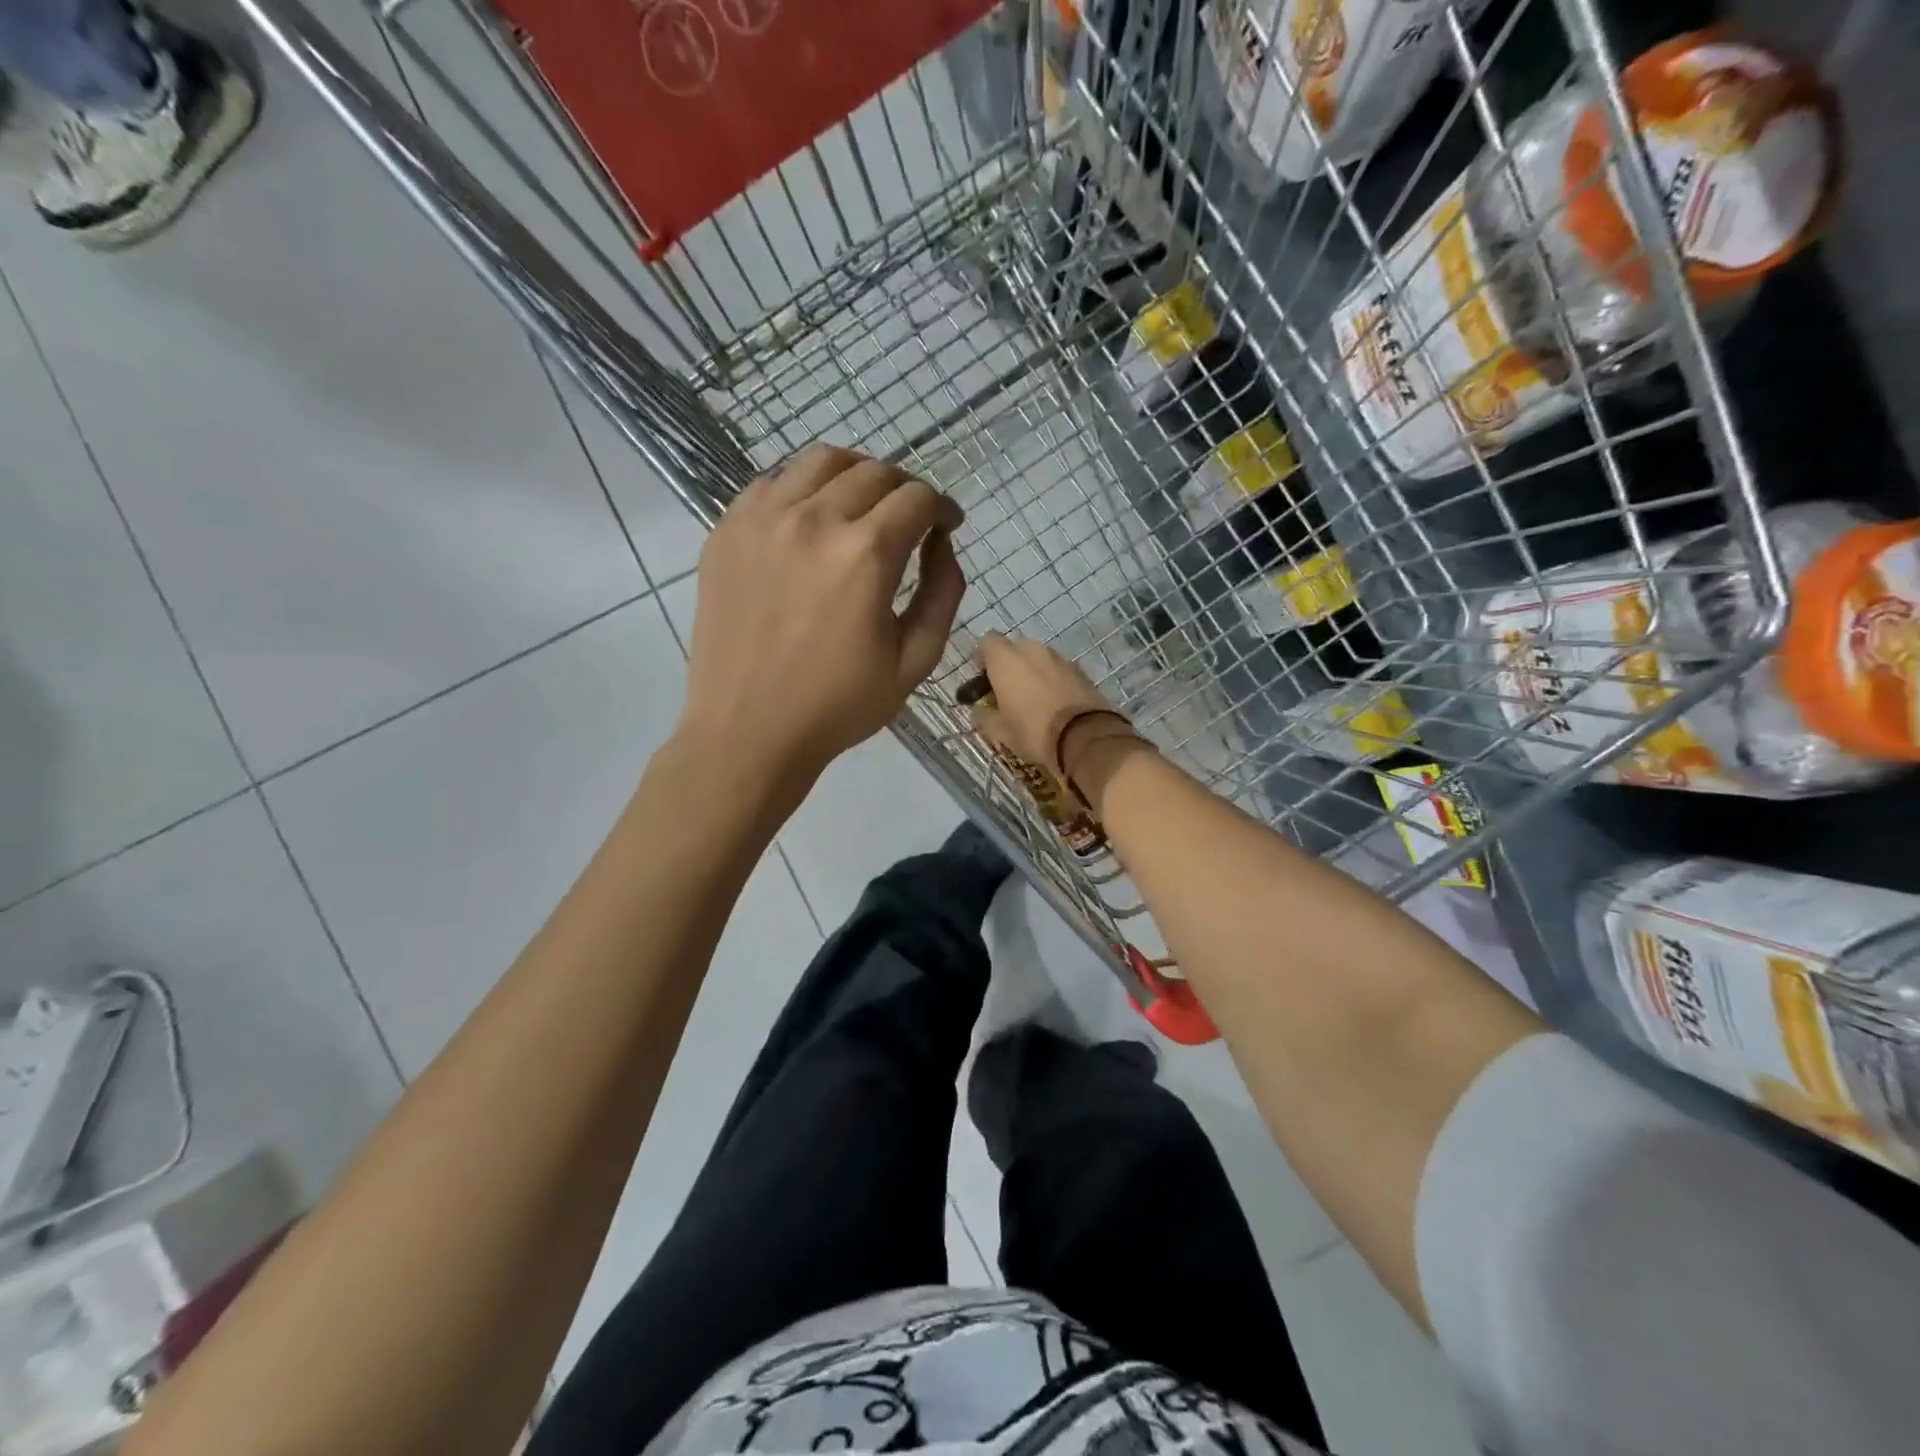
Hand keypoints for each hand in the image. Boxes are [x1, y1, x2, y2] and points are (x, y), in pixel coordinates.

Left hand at [682, 444, 965, 786]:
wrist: (748, 731)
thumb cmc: (838, 706)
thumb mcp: (915, 660)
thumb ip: (943, 592)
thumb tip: (942, 542)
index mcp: (865, 555)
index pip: (917, 498)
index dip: (942, 507)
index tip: (946, 525)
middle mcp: (813, 520)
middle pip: (873, 472)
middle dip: (905, 489)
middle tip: (910, 518)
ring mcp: (762, 519)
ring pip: (820, 461)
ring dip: (855, 474)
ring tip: (863, 504)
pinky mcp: (727, 530)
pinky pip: (772, 482)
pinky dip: (803, 487)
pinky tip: (811, 519)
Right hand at [975, 633, 1128, 776]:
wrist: (1085, 736)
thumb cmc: (1033, 731)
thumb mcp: (1000, 732)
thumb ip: (984, 716)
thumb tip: (979, 711)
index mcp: (1006, 659)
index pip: (987, 641)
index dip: (982, 658)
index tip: (983, 679)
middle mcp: (1032, 650)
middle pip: (1014, 648)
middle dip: (1008, 665)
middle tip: (1006, 691)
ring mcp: (1059, 657)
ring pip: (1038, 658)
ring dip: (1031, 672)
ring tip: (1032, 699)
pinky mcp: (1080, 670)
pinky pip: (1057, 670)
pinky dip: (1052, 680)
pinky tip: (1053, 703)